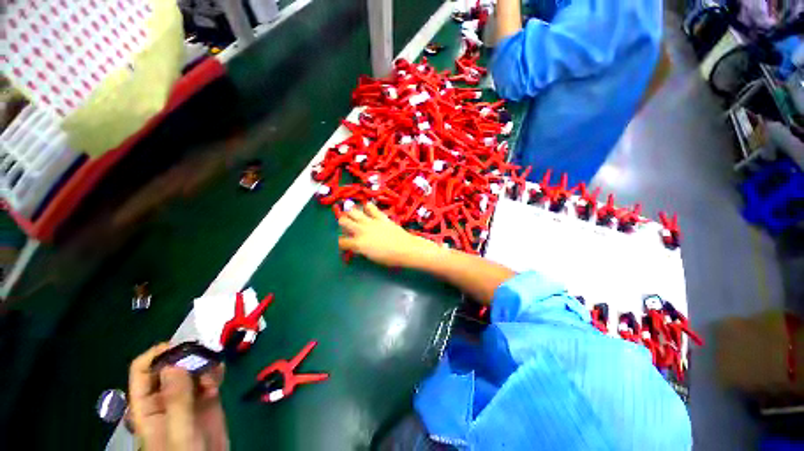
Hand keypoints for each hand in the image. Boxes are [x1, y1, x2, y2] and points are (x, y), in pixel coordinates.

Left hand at [129, 343, 228, 450]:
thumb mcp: (180, 431)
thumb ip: (177, 400)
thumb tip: (174, 365)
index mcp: (148, 405)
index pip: (142, 371)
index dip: (157, 355)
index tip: (181, 347)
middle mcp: (165, 397)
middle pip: (170, 366)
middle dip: (187, 357)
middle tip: (205, 355)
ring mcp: (188, 397)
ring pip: (192, 369)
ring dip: (204, 363)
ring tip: (215, 368)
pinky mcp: (207, 398)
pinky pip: (209, 377)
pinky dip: (216, 370)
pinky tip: (221, 371)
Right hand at [338, 203, 440, 267]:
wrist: (405, 248)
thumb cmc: (389, 258)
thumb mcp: (372, 257)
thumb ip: (362, 249)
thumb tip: (357, 245)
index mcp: (358, 243)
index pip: (342, 241)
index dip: (341, 243)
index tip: (344, 243)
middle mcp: (361, 230)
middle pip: (344, 221)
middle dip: (342, 223)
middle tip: (346, 225)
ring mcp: (371, 222)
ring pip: (354, 212)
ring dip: (351, 213)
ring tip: (352, 214)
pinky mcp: (380, 217)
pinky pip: (372, 208)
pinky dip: (368, 207)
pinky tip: (367, 207)